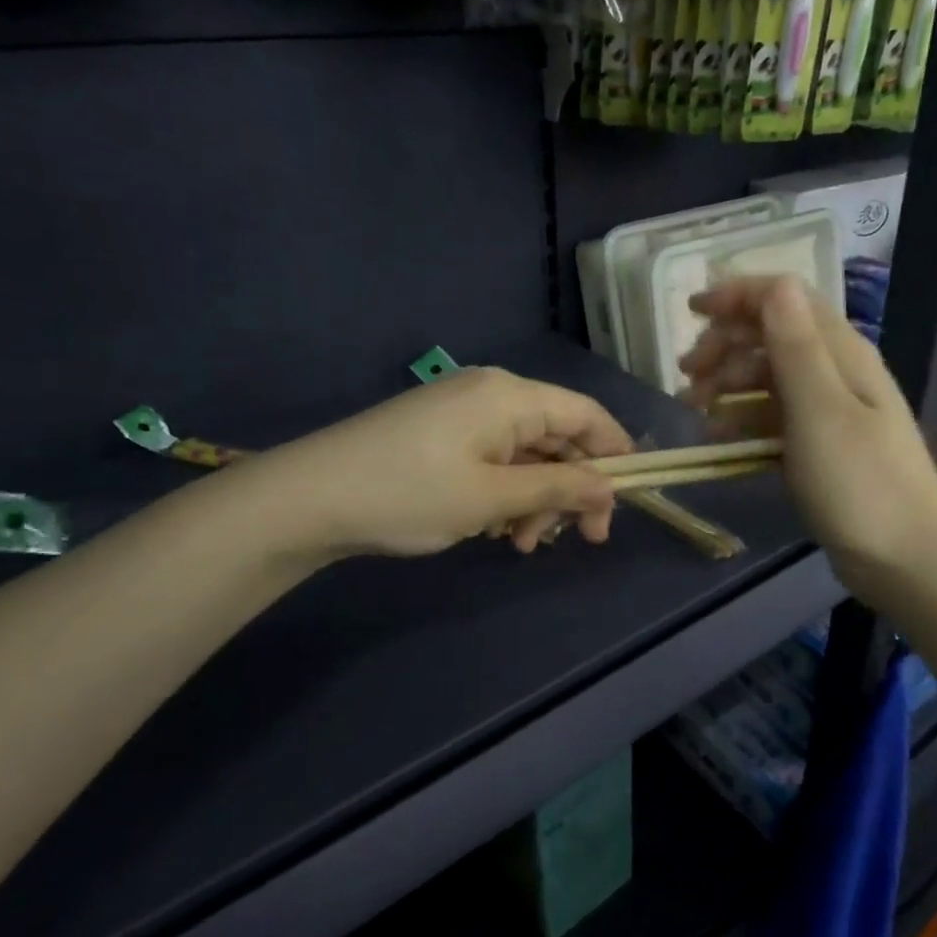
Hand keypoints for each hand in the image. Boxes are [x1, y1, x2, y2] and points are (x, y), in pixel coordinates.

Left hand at [217, 368, 633, 560]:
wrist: (308, 498)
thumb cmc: (409, 494)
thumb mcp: (493, 497)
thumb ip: (560, 488)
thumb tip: (612, 489)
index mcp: (511, 396)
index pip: (586, 414)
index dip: (617, 453)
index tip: (628, 501)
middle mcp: (492, 392)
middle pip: (558, 435)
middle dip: (572, 487)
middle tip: (578, 540)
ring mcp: (463, 411)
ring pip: (527, 452)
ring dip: (537, 497)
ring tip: (522, 544)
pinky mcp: (441, 432)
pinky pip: (495, 456)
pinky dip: (506, 491)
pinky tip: (495, 528)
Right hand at [679, 277, 936, 603]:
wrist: (906, 560)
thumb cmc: (860, 483)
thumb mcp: (821, 410)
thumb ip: (796, 345)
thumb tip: (776, 283)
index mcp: (841, 352)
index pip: (786, 299)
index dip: (737, 296)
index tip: (690, 311)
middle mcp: (836, 371)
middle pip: (772, 334)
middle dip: (724, 345)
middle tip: (685, 377)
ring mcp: (829, 410)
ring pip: (768, 377)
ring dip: (727, 383)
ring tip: (692, 409)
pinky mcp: (820, 445)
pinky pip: (773, 416)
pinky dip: (743, 419)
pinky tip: (718, 437)